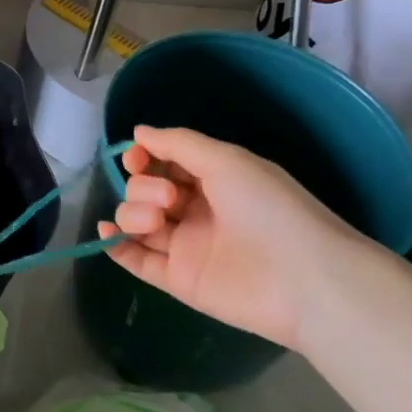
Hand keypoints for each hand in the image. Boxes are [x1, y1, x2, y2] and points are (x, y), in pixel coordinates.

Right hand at [97, 125, 376, 350]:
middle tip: (171, 199)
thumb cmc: (268, 209)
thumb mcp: (226, 160)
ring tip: (155, 220)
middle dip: (145, 187)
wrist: (304, 279)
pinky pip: (138, 260)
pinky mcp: (179, 280)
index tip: (135, 157)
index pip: (164, 163)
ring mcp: (187, 246)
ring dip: (133, 212)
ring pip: (138, 221)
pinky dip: (117, 245)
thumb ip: (177, 143)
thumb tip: (138, 131)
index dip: (143, 157)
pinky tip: (107, 232)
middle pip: (146, 190)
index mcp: (214, 180)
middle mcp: (197, 210)